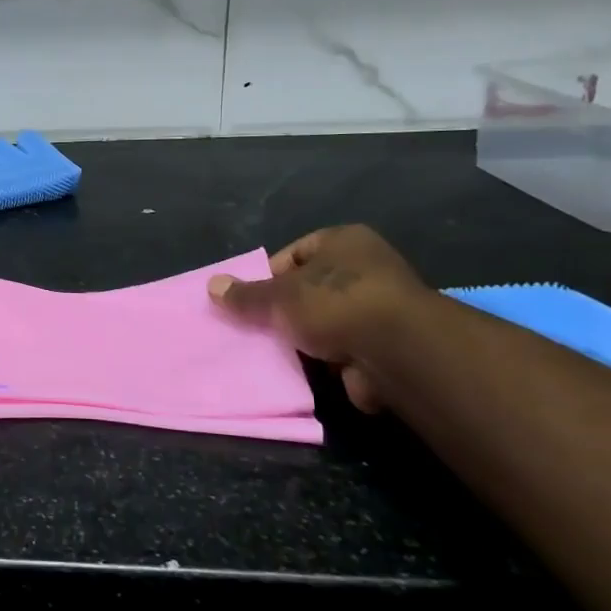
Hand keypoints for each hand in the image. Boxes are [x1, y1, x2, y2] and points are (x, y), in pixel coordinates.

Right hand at [208, 225, 434, 412]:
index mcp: (344, 240)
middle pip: (310, 288)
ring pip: (326, 321)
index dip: (270, 276)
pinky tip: (305, 370)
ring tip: (277, 352)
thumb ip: (245, 294)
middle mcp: (367, 267)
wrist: (399, 352)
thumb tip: (211, 285)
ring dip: (305, 337)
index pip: (296, 253)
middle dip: (285, 310)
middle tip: (258, 328)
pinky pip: (343, 348)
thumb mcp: (277, 296)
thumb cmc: (334, 304)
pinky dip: (325, 359)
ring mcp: (381, 307)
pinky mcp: (387, 344)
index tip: (251, 301)